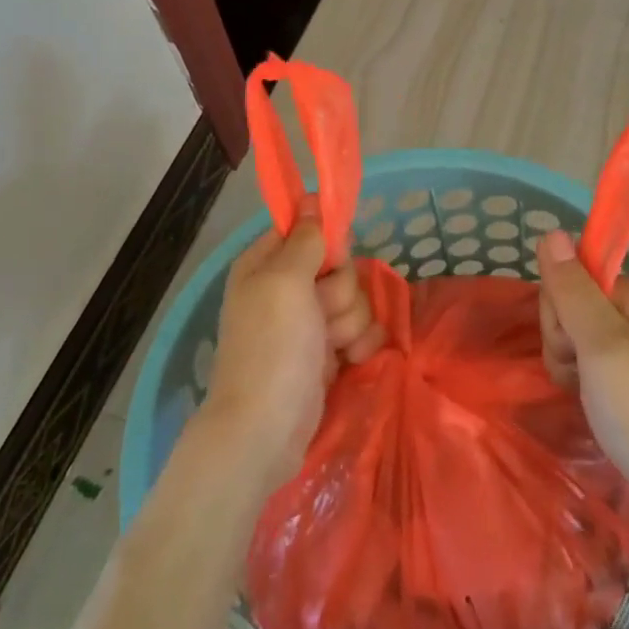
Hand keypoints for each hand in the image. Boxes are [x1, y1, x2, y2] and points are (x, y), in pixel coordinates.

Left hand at [200, 200, 383, 489]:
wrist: (266, 429)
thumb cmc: (272, 348)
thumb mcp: (284, 282)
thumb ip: (305, 239)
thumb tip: (311, 199)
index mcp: (266, 264)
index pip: (308, 229)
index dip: (326, 241)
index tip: (333, 258)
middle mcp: (287, 288)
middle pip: (340, 265)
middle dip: (341, 290)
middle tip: (321, 314)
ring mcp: (309, 322)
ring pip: (355, 298)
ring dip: (350, 322)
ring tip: (330, 346)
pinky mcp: (329, 351)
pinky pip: (362, 330)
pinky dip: (359, 345)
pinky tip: (347, 362)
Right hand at [538, 229, 628, 519]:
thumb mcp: (604, 351)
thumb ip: (574, 292)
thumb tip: (551, 231)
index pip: (570, 282)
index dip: (559, 321)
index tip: (575, 360)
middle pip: (580, 308)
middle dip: (569, 348)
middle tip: (587, 387)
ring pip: (592, 340)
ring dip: (581, 371)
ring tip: (599, 406)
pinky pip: (612, 364)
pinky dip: (601, 386)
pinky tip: (609, 412)